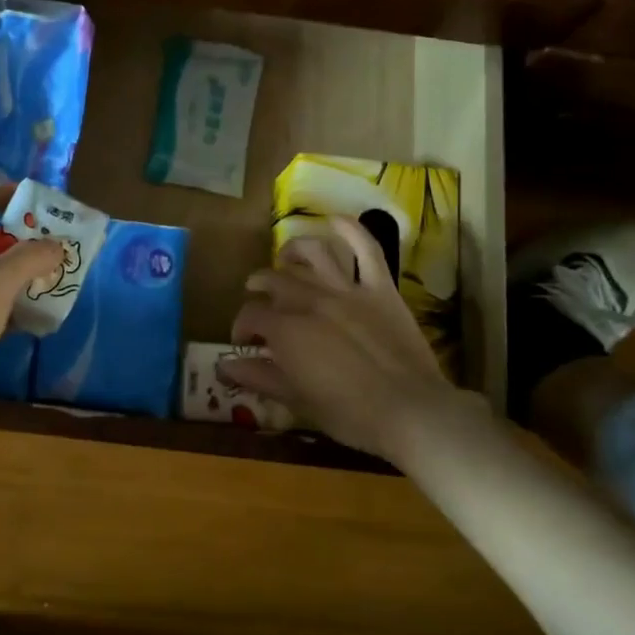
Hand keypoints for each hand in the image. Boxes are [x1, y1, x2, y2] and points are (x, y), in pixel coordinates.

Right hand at [220, 217, 491, 467]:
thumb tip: (223, 367)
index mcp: (286, 329)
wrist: (411, 411)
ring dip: (292, 251)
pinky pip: (365, 249)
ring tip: (284, 259)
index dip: (242, 327)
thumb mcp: (296, 400)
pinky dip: (350, 229)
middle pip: (274, 280)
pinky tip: (334, 220)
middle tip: (259, 303)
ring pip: (312, 254)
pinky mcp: (380, 288)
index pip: (251, 316)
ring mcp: (346, 290)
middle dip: (259, 289)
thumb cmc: (349, 414)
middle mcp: (310, 300)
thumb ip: (258, 377)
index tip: (244, 343)